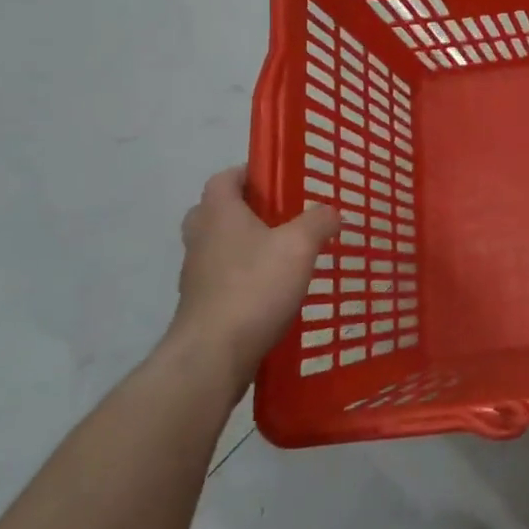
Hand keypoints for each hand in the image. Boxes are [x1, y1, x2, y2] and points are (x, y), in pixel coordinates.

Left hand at [170, 166, 338, 390]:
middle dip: (247, 210)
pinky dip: (245, 278)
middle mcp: (201, 239)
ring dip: (247, 246)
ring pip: (220, 247)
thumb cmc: (254, 287)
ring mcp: (197, 275)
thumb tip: (331, 212)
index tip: (279, 180)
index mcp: (218, 213)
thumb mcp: (299, 245)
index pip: (225, 178)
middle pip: (217, 212)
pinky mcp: (202, 306)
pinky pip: (224, 279)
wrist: (213, 356)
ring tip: (286, 255)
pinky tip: (275, 290)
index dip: (249, 173)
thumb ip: (319, 221)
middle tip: (282, 217)